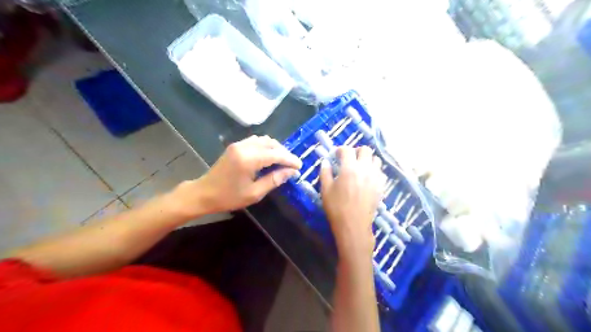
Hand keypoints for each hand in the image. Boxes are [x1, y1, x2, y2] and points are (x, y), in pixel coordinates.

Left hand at [173, 135, 301, 216]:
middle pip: (271, 144)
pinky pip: (256, 141)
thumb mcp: (254, 193)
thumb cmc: (228, 197)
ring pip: (264, 140)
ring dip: (275, 148)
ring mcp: (239, 144)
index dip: (290, 159)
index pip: (276, 154)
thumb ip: (274, 180)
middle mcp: (244, 147)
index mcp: (249, 159)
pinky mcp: (235, 146)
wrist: (203, 193)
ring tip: (282, 161)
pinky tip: (269, 156)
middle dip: (284, 153)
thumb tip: (291, 172)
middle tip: (292, 165)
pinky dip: (266, 146)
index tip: (300, 166)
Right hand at [321, 146, 385, 258]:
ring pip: (376, 159)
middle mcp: (365, 169)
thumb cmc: (336, 207)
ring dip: (367, 160)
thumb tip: (325, 161)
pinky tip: (368, 178)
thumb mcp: (325, 189)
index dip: (340, 150)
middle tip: (350, 159)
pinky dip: (375, 171)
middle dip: (356, 151)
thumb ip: (325, 172)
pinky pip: (381, 172)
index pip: (347, 150)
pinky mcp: (381, 186)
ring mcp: (375, 177)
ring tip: (360, 167)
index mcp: (349, 168)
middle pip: (365, 150)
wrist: (353, 225)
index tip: (336, 155)